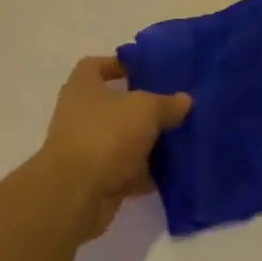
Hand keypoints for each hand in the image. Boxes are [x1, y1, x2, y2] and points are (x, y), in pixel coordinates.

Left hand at [39, 56, 191, 238]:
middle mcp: (81, 115)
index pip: (96, 65)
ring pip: (125, 140)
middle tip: (175, 105)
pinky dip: (148, 172)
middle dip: (144, 107)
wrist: (76, 195)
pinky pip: (128, 171)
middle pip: (116, 105)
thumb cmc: (105, 135)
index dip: (120, 65)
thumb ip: (167, 103)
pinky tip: (175, 171)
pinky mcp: (98, 180)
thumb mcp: (145, 109)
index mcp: (83, 86)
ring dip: (149, 142)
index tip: (148, 70)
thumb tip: (185, 100)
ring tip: (182, 137)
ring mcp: (88, 149)